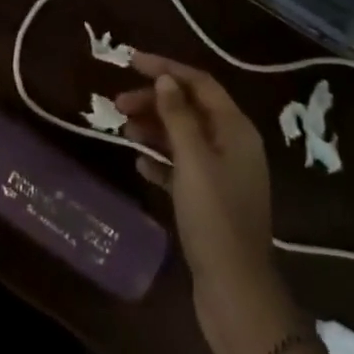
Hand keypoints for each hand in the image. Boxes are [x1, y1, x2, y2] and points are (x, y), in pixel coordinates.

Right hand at [116, 54, 296, 353]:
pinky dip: (161, 160)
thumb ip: (178, 115)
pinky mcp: (211, 201)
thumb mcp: (192, 159)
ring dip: (154, 128)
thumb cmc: (213, 217)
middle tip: (118, 102)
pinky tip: (138, 163)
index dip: (166, 67)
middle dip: (154, 100)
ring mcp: (223, 174)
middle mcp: (233, 145)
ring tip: (122, 129)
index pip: (198, 82)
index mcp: (236, 128)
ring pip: (184, 137)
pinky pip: (182, 167)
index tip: (130, 61)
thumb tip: (165, 78)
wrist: (235, 292)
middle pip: (190, 108)